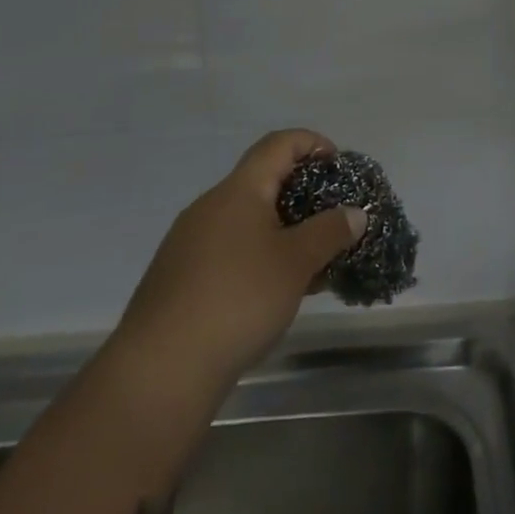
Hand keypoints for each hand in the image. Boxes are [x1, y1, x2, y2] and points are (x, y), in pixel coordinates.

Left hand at [112, 129, 366, 390]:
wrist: (159, 371)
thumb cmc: (238, 300)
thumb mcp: (296, 263)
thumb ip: (330, 232)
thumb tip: (355, 213)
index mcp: (239, 190)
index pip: (279, 143)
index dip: (312, 143)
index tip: (338, 167)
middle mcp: (211, 205)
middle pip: (263, 181)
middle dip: (302, 196)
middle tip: (332, 222)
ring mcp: (189, 241)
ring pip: (247, 220)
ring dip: (282, 231)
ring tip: (310, 264)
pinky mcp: (179, 276)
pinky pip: (229, 249)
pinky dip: (258, 256)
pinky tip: (274, 293)